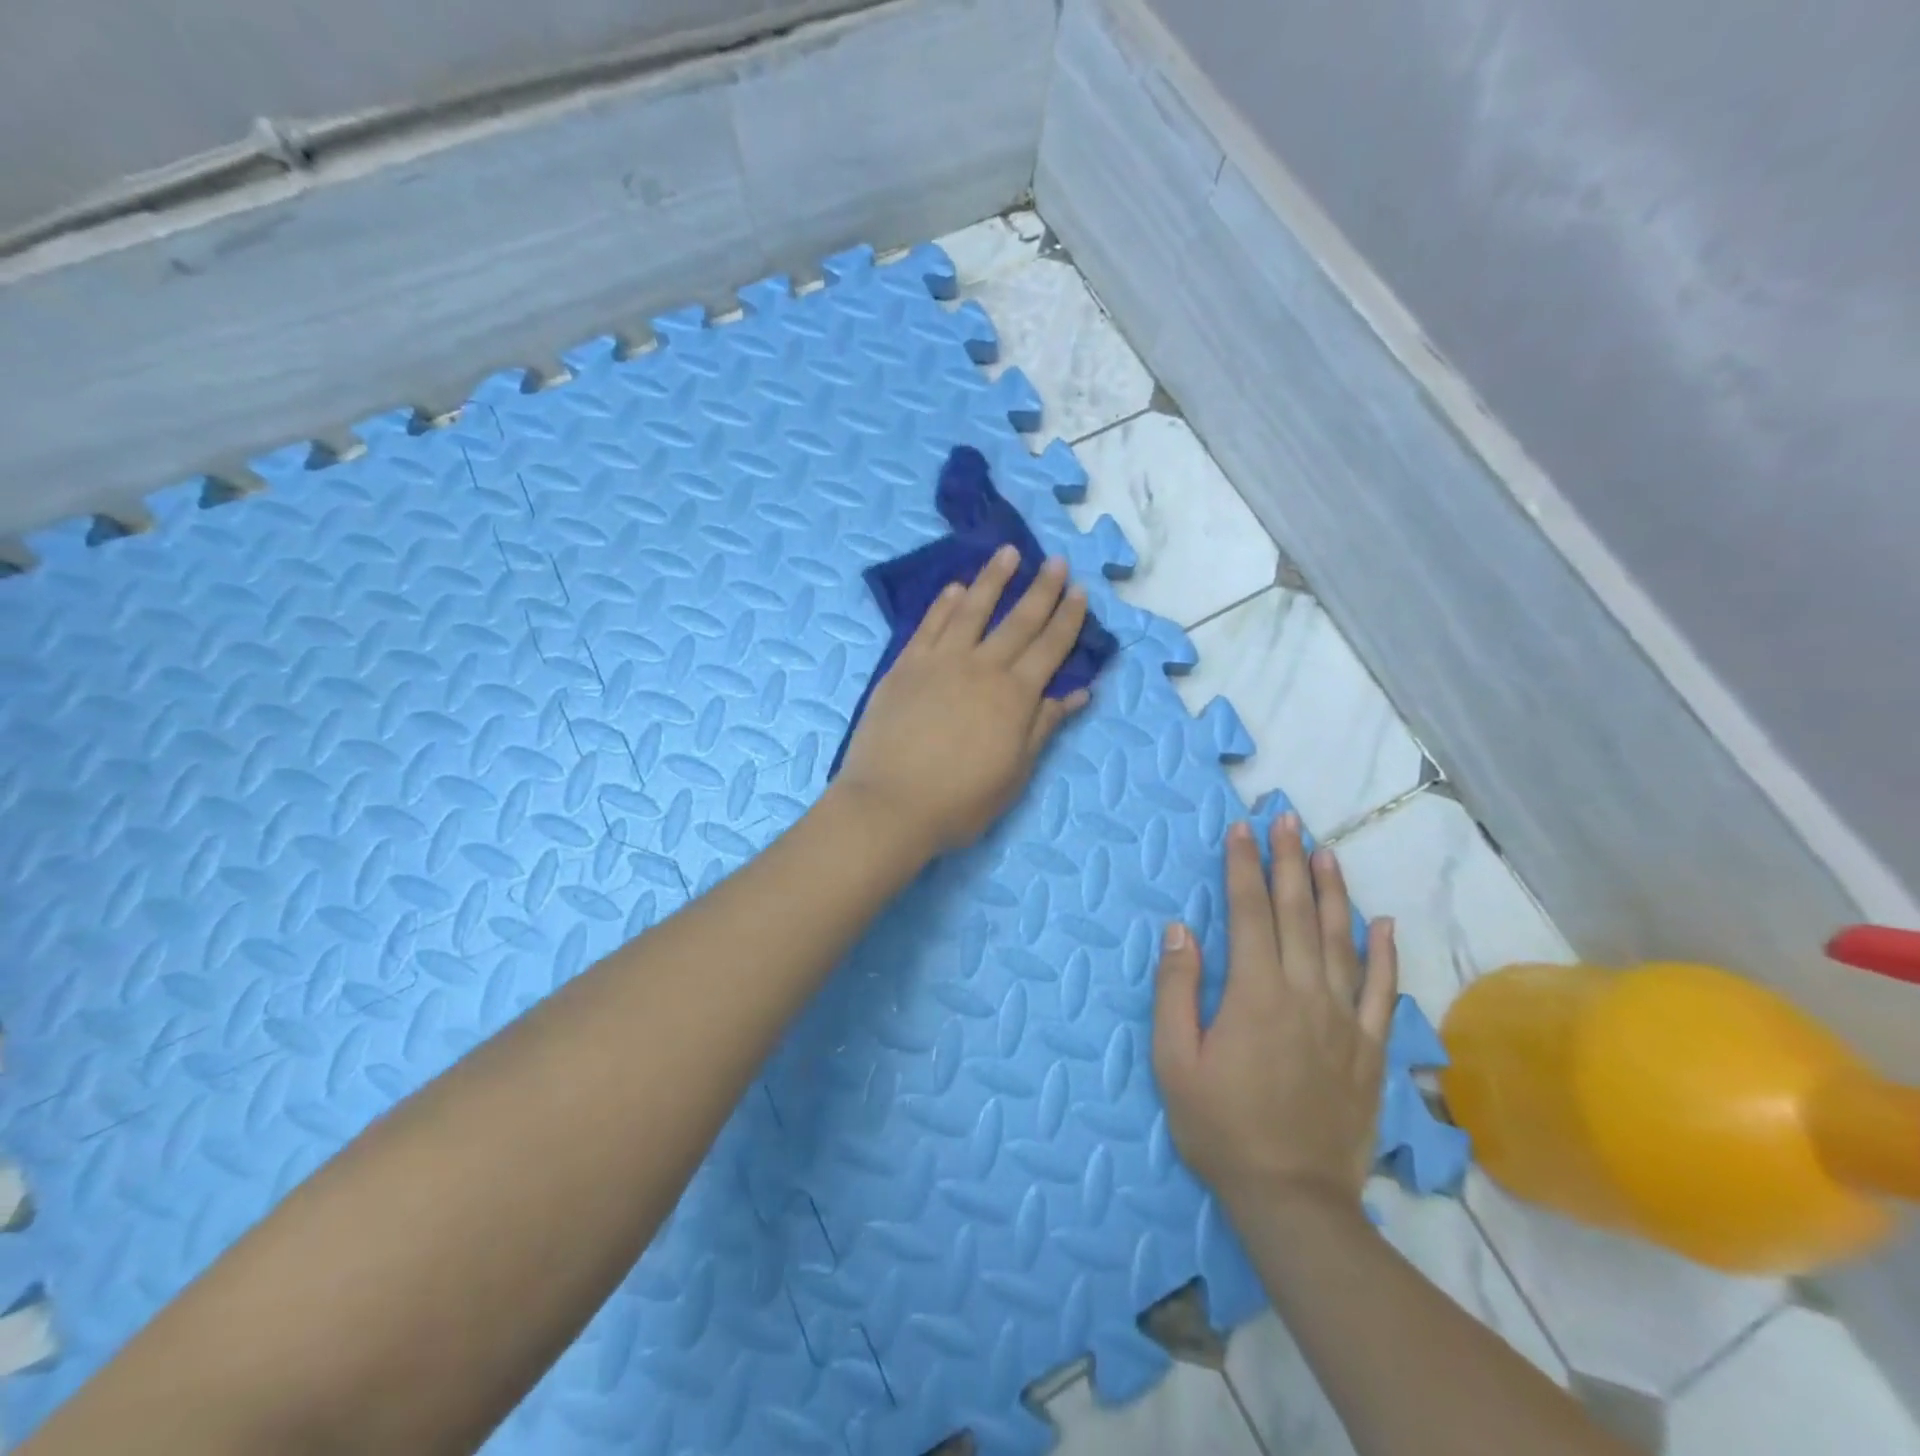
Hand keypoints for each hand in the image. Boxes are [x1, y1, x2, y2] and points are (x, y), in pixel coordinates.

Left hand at [832, 544, 1091, 856]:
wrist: (890, 804)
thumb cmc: (960, 801)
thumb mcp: (1015, 772)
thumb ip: (1044, 726)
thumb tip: (1078, 692)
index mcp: (1014, 696)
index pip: (1050, 648)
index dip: (1067, 619)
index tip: (1080, 591)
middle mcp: (982, 668)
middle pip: (1018, 621)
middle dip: (1042, 589)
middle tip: (1056, 561)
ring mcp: (940, 662)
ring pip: (972, 610)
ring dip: (993, 579)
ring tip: (1008, 553)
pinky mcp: (905, 666)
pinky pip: (929, 625)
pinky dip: (945, 604)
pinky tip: (955, 588)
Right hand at [1153, 814, 1397, 1217]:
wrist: (1292, 1198)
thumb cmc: (1219, 1126)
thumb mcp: (1174, 1060)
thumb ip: (1176, 989)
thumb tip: (1180, 929)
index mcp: (1254, 993)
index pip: (1250, 913)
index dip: (1243, 867)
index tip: (1241, 828)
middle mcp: (1305, 994)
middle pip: (1298, 914)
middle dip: (1288, 861)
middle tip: (1286, 818)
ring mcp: (1344, 1021)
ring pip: (1342, 941)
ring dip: (1333, 892)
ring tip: (1327, 851)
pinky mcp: (1370, 1050)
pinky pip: (1382, 992)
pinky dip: (1384, 954)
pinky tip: (1384, 924)